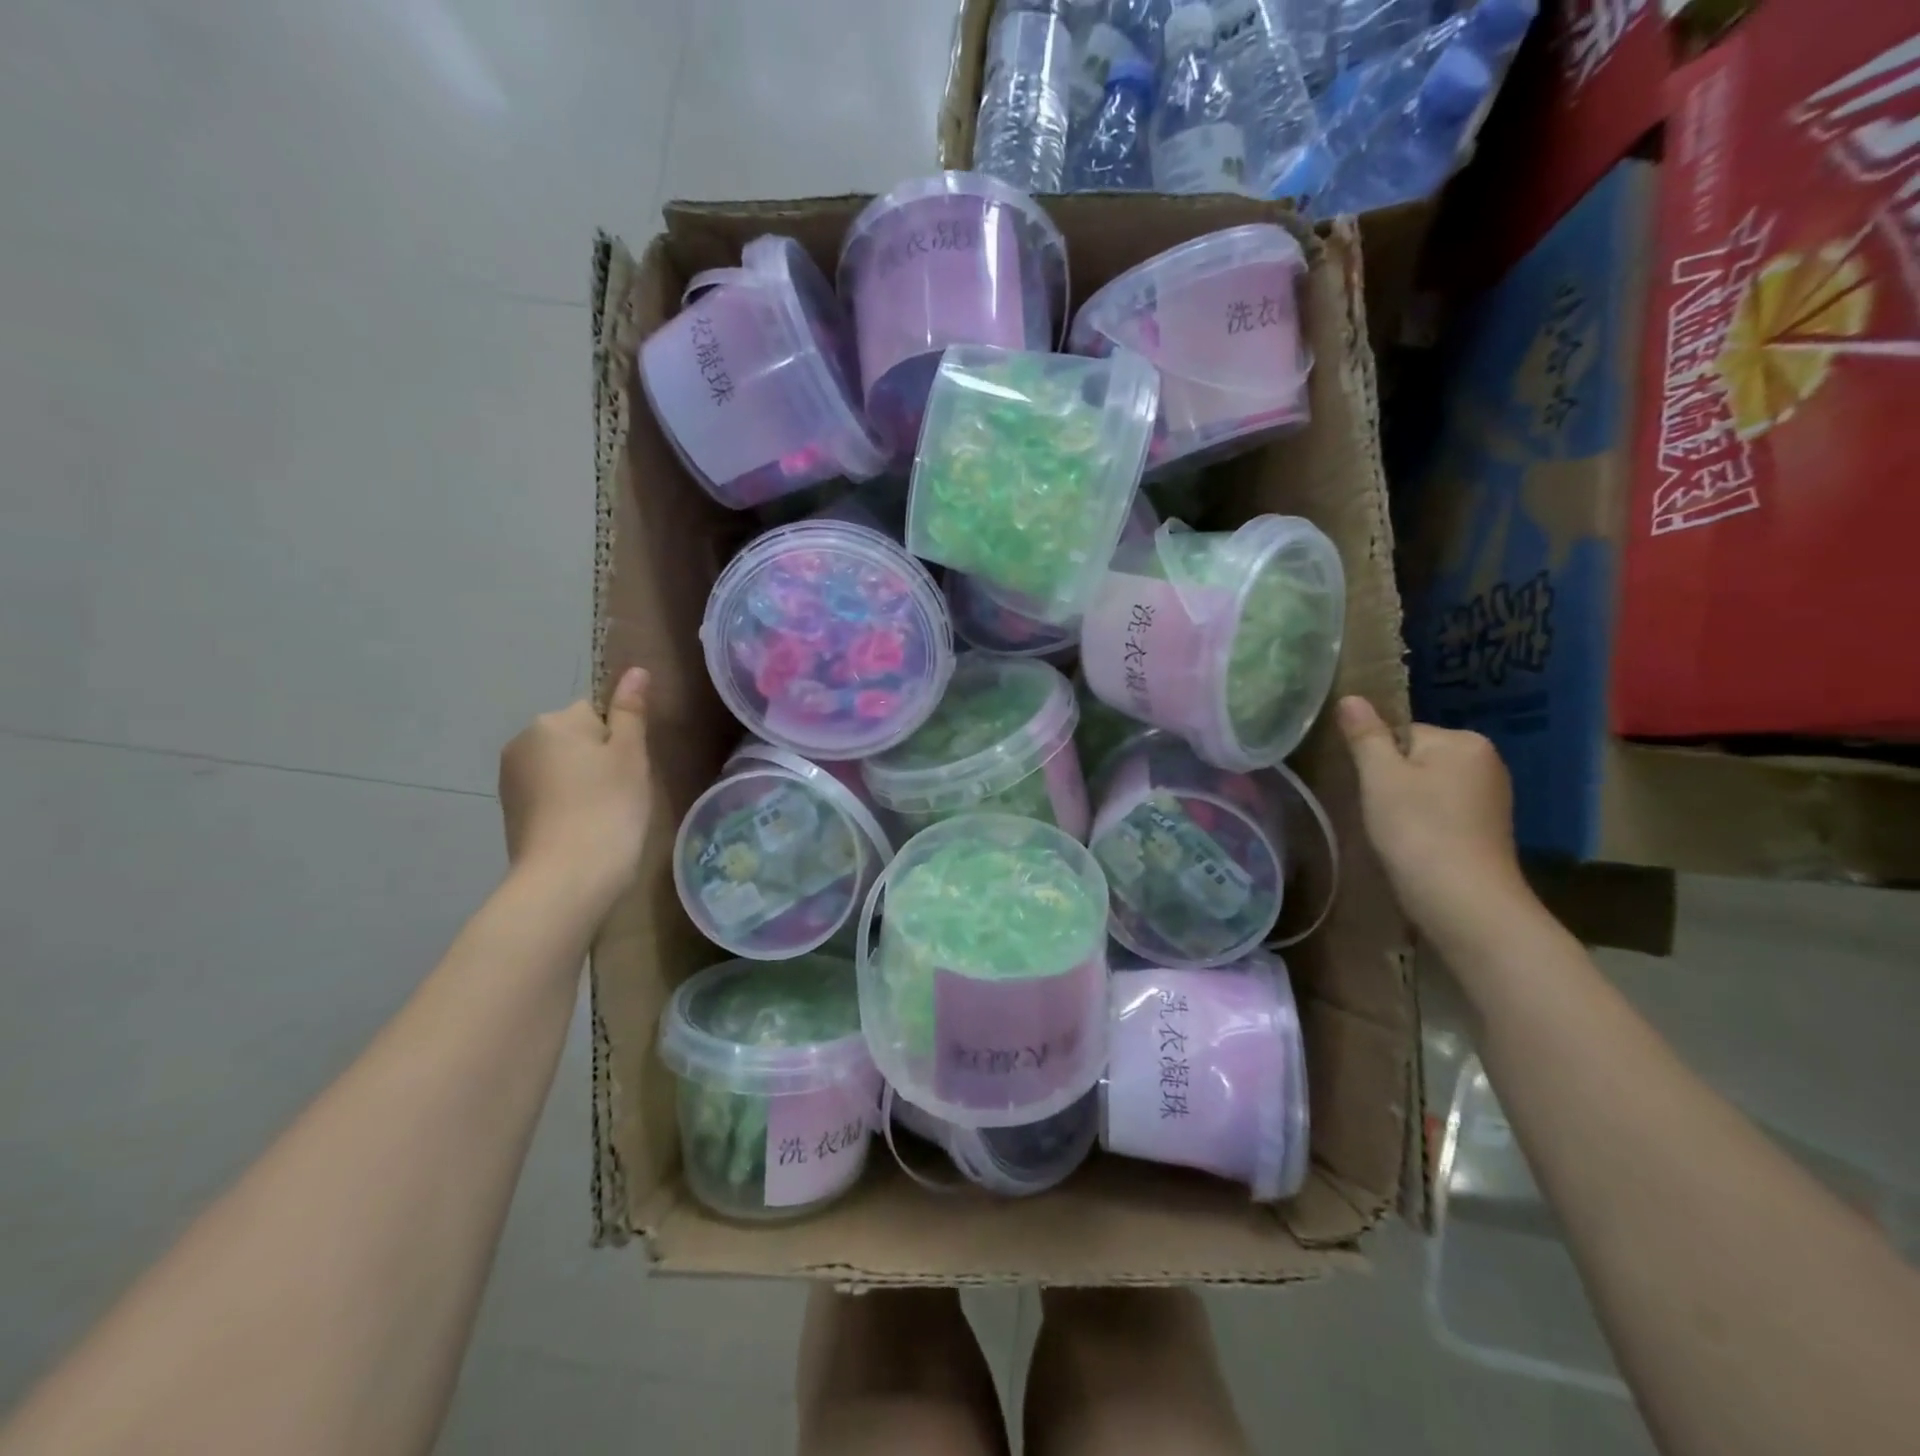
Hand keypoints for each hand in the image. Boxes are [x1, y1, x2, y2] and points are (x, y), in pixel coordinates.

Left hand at [499, 668, 652, 899]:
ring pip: (561, 766)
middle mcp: (523, 742)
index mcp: (553, 722)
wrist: (567, 877)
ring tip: (602, 815)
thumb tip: (635, 670)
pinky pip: (548, 792)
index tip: (629, 770)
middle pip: (575, 737)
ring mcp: (511, 779)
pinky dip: (566, 804)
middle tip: (621, 793)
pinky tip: (581, 828)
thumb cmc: (609, 807)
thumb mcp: (631, 755)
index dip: (620, 739)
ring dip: (582, 782)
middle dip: (598, 759)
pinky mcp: (510, 811)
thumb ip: (631, 710)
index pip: (596, 712)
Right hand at [1336, 695, 1529, 949]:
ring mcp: (1492, 799)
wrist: (1465, 902)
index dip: (1376, 760)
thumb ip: (1366, 736)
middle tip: (1378, 813)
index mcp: (1464, 741)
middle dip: (1393, 783)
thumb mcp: (1381, 777)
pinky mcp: (1488, 830)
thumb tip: (1350, 697)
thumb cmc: (1418, 830)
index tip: (1369, 789)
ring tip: (1394, 834)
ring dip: (1406, 807)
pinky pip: (1442, 813)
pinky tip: (1414, 847)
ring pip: (1427, 788)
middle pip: (1416, 759)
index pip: (1402, 733)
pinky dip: (1424, 826)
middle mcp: (1486, 762)